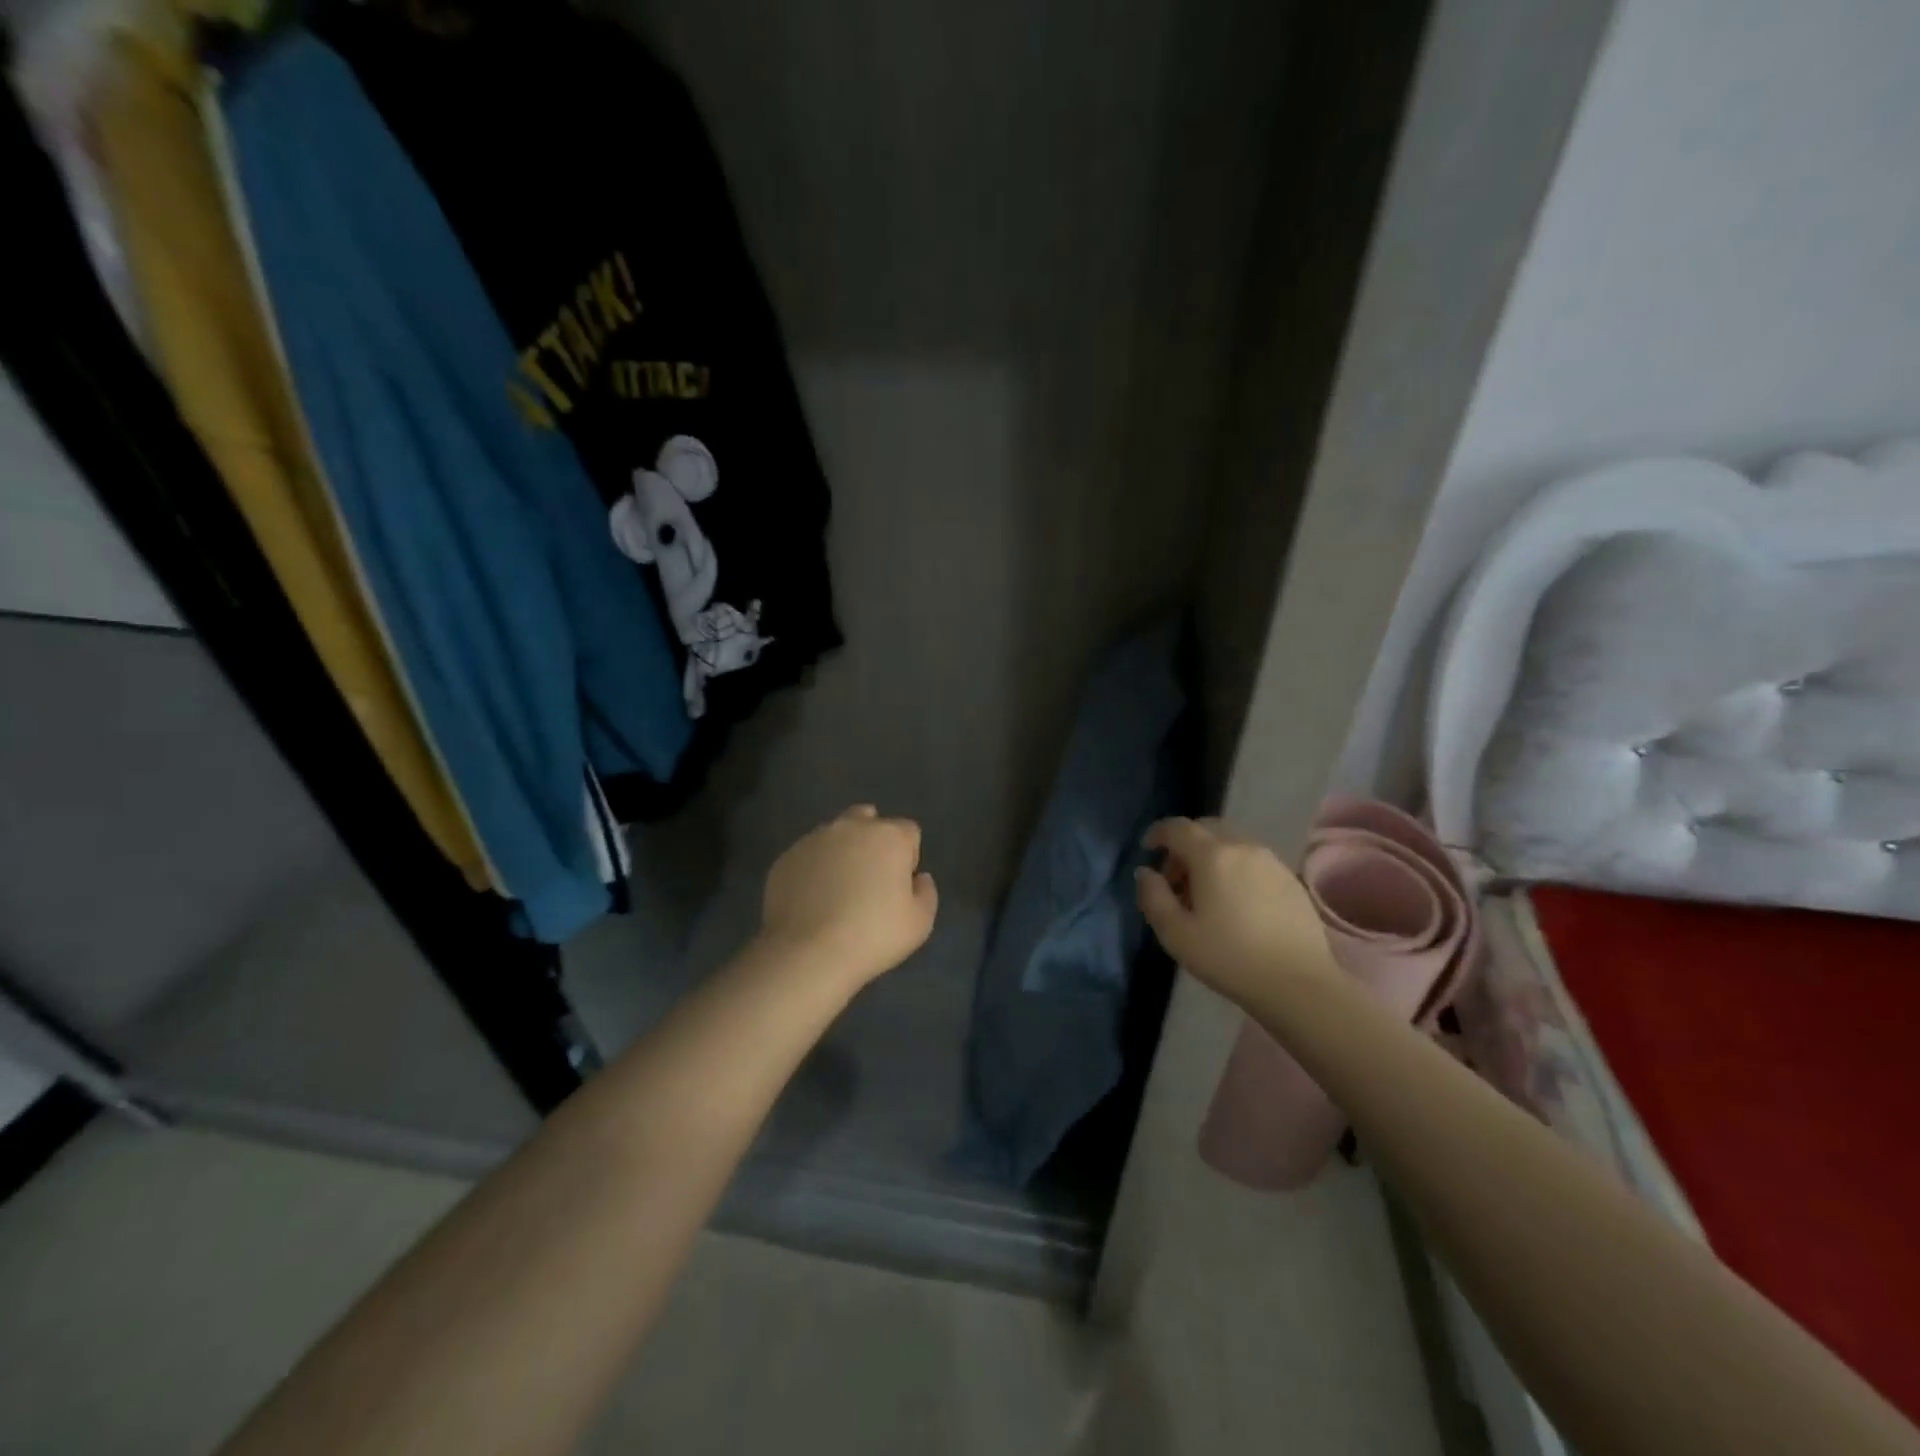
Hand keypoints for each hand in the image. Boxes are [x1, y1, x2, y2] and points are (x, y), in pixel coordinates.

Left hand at [759, 805, 938, 989]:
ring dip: (841, 851)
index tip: (900, 883)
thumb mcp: (920, 923)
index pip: (908, 831)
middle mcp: (852, 827)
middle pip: (868, 819)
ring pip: (834, 834)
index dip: (908, 855)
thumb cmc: (874, 935)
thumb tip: (919, 878)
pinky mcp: (786, 857)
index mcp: (890, 836)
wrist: (809, 952)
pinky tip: (812, 899)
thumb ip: (926, 893)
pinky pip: (807, 855)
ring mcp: (814, 839)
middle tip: (869, 878)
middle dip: (872, 840)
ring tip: (837, 889)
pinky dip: (813, 868)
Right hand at [1135, 817, 1336, 1007]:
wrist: (1299, 984)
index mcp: (1212, 856)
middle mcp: (1243, 847)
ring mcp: (1271, 861)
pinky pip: (1252, 859)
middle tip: (1175, 877)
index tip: (1148, 849)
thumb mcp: (1176, 934)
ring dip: (1210, 856)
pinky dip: (1234, 866)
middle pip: (1207, 828)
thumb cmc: (1229, 958)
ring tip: (1204, 892)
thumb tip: (1145, 872)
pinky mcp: (1290, 879)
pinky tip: (1234, 901)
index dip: (1158, 833)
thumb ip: (1153, 897)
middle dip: (1185, 844)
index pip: (1178, 827)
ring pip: (1232, 842)